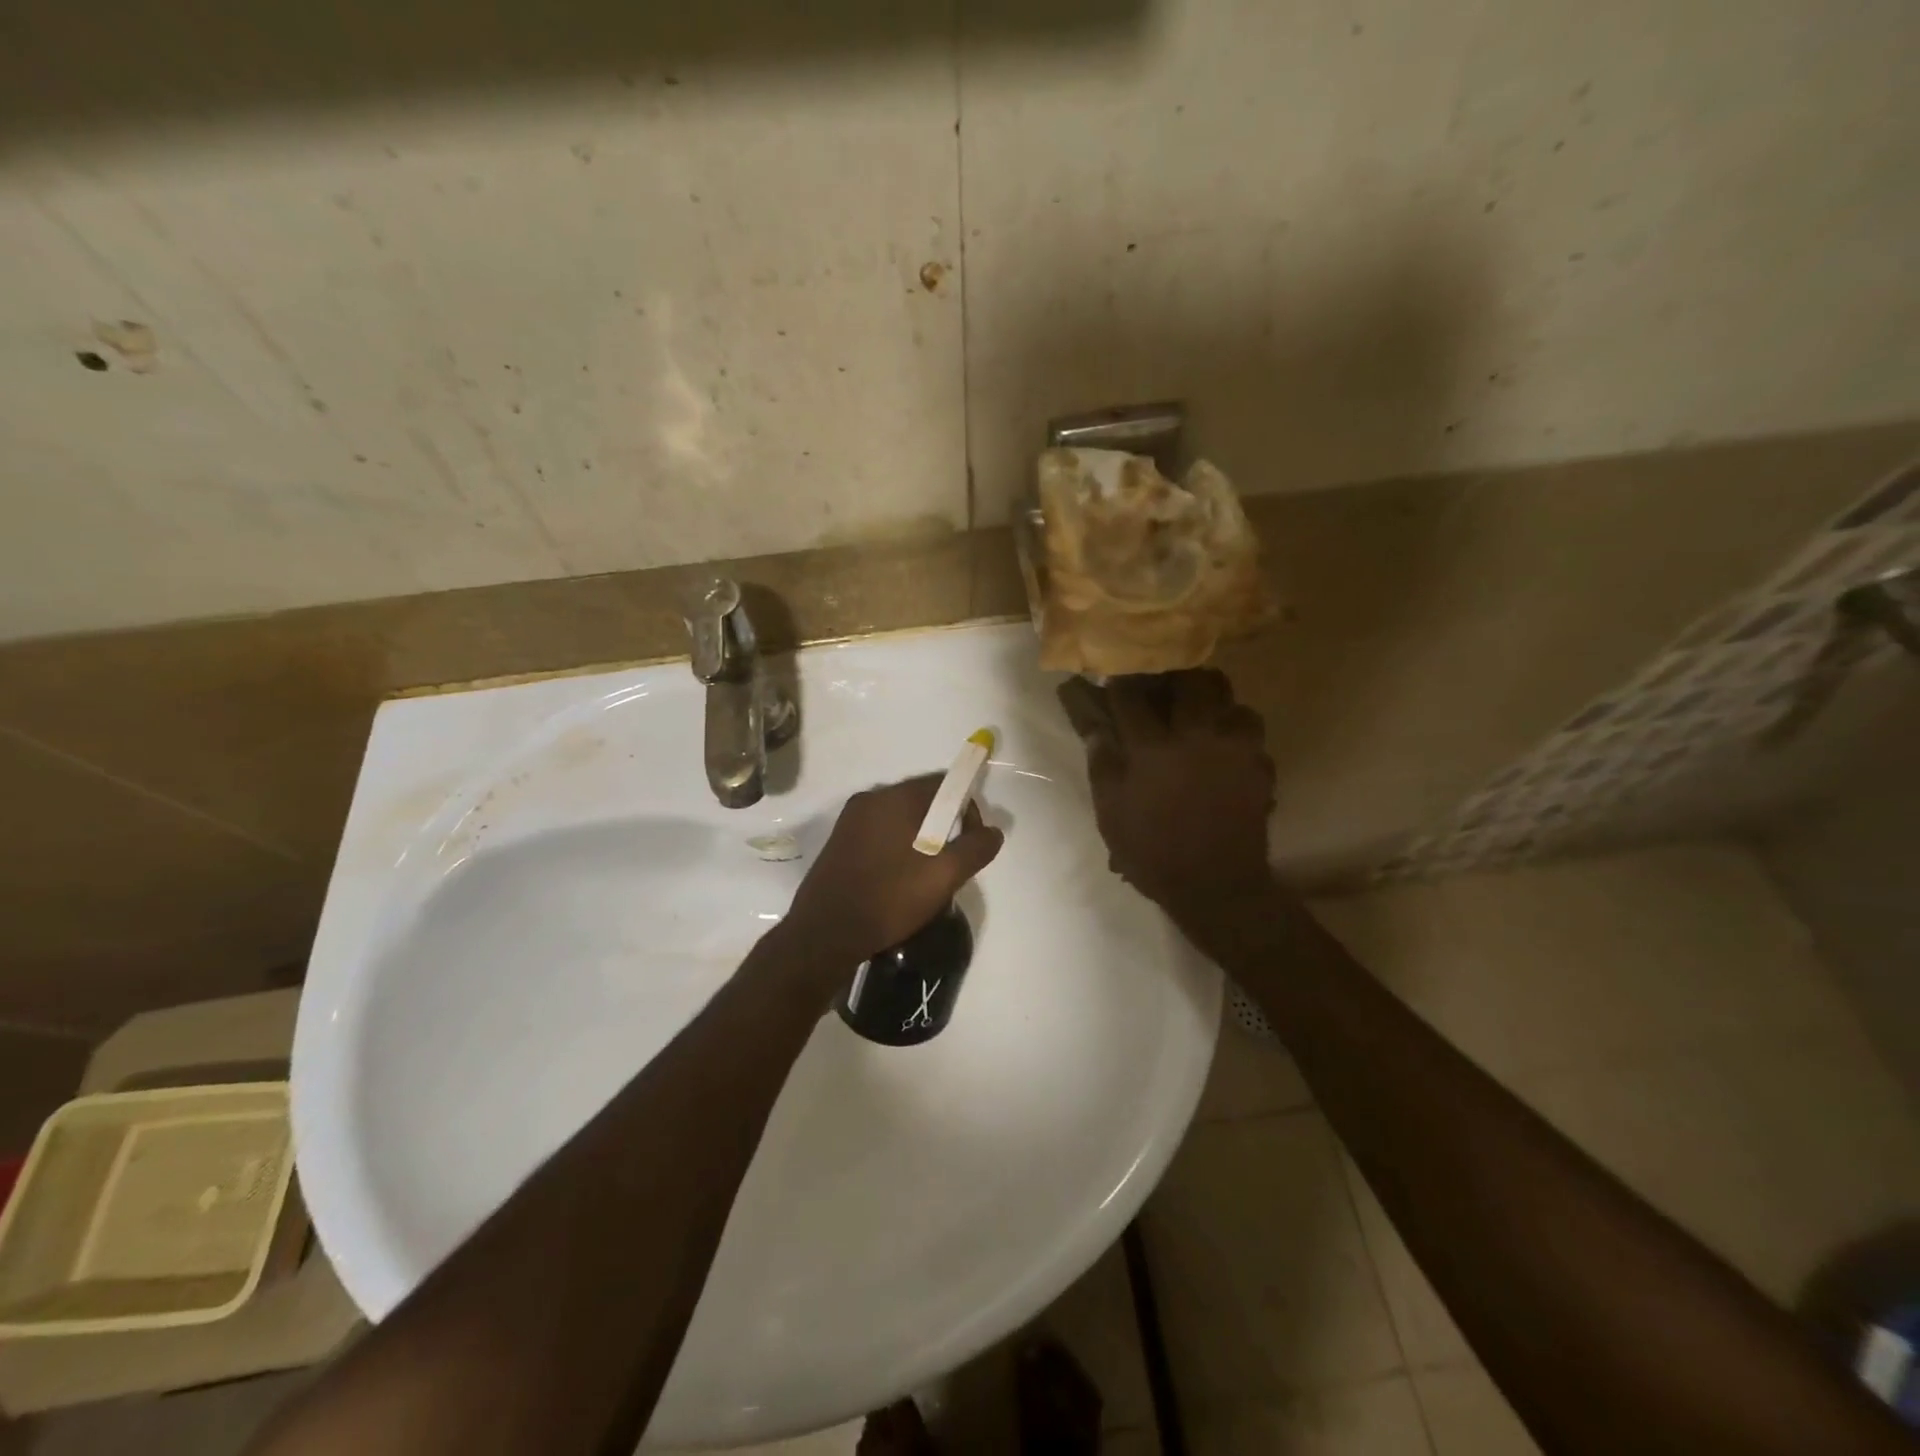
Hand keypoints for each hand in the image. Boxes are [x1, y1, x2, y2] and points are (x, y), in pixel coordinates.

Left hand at [783, 775, 1004, 966]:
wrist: (825, 934)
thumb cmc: (889, 898)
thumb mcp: (944, 876)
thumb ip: (975, 848)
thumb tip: (993, 831)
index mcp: (894, 798)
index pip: (943, 783)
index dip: (966, 808)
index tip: (971, 841)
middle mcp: (870, 799)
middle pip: (922, 800)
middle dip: (944, 826)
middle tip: (951, 864)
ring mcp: (850, 821)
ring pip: (901, 819)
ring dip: (921, 839)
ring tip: (927, 876)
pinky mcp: (839, 842)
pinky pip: (881, 834)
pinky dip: (898, 848)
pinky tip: (900, 880)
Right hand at [1076, 670, 1275, 916]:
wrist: (1216, 886)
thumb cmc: (1153, 852)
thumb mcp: (1111, 813)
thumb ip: (1103, 765)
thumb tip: (1096, 729)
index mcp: (1152, 747)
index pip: (1130, 694)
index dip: (1119, 683)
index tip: (1113, 682)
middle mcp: (1196, 734)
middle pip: (1189, 679)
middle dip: (1173, 677)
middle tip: (1162, 689)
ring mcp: (1234, 746)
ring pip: (1227, 696)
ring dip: (1209, 698)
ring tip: (1196, 712)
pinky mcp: (1260, 762)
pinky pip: (1248, 726)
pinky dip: (1234, 726)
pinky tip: (1221, 743)